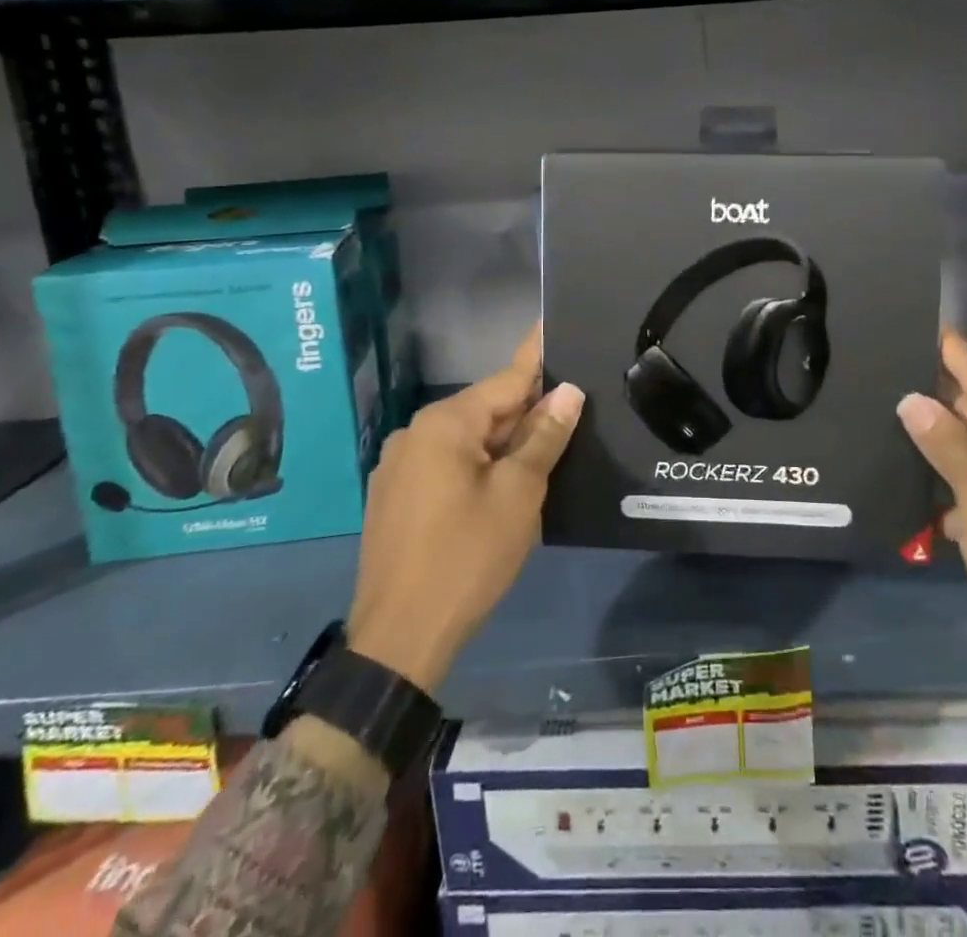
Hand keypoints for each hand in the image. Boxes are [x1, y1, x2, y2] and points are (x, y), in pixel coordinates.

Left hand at [347, 327, 582, 692]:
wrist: (399, 638)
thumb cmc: (467, 557)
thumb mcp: (518, 494)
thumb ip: (543, 437)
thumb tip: (567, 392)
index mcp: (445, 424)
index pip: (506, 380)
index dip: (538, 359)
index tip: (554, 327)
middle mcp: (416, 433)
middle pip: (486, 410)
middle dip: (527, 411)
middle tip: (571, 407)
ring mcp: (400, 465)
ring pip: (467, 439)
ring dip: (505, 441)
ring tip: (547, 443)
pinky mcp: (395, 495)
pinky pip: (447, 463)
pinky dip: (480, 463)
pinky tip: (505, 479)